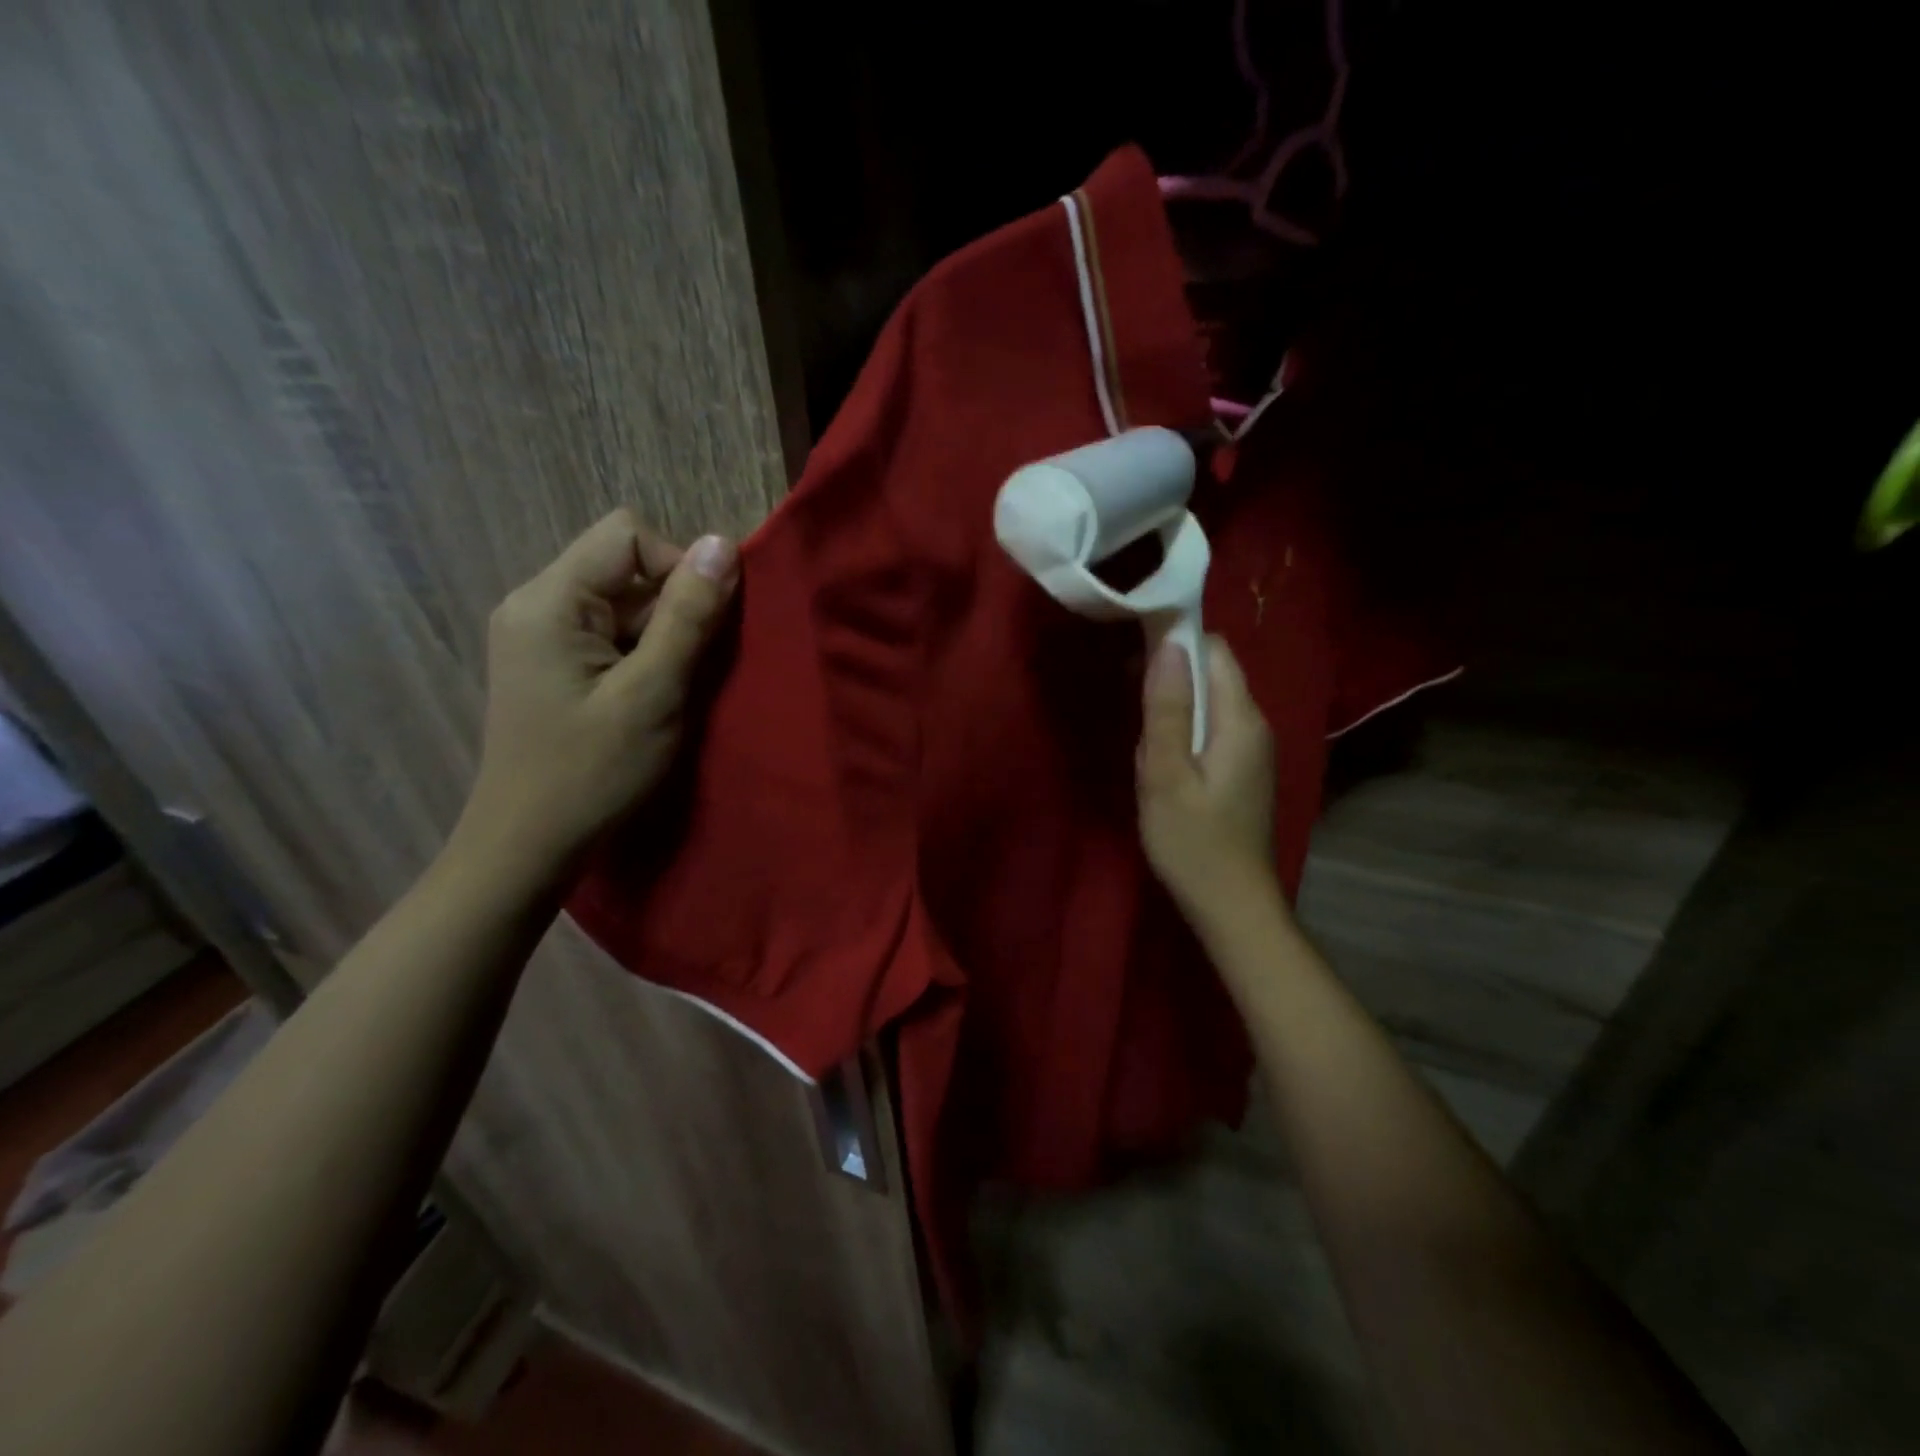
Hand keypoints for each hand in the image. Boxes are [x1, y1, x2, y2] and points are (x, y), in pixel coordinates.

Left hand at [456, 509, 739, 873]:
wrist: (528, 845)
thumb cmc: (593, 772)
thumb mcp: (654, 693)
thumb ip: (689, 616)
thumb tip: (721, 544)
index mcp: (549, 601)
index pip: (627, 535)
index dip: (678, 567)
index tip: (700, 628)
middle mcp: (535, 603)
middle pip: (624, 567)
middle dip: (671, 609)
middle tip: (684, 672)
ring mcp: (538, 634)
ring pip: (622, 603)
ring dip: (660, 637)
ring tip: (666, 692)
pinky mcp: (549, 662)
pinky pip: (609, 633)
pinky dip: (641, 656)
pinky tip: (646, 699)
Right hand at [1137, 634, 1278, 925]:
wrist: (1233, 906)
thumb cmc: (1193, 843)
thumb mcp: (1166, 775)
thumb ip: (1167, 710)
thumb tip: (1167, 644)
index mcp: (1241, 720)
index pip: (1215, 651)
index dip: (1176, 642)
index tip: (1134, 654)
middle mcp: (1255, 726)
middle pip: (1213, 675)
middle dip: (1170, 681)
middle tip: (1132, 710)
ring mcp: (1252, 751)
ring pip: (1208, 706)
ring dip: (1173, 713)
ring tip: (1145, 750)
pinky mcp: (1242, 772)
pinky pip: (1211, 732)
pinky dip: (1184, 736)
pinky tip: (1163, 769)